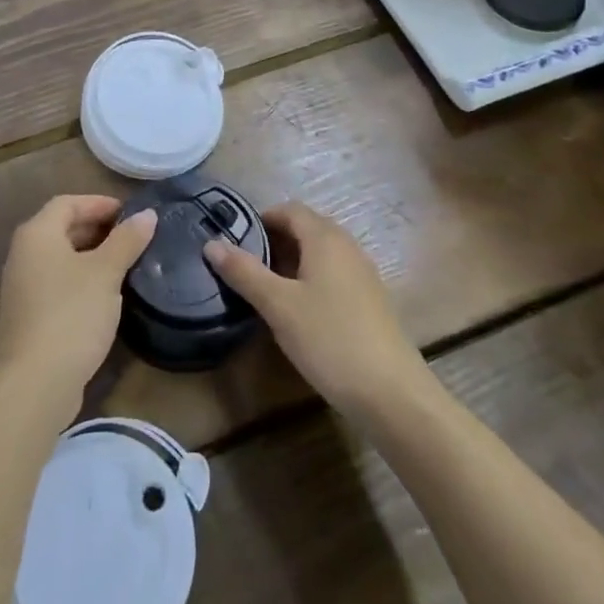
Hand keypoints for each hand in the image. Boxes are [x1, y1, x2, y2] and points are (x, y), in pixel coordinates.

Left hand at [0, 194, 155, 413]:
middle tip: (132, 238)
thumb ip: (126, 240)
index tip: (131, 214)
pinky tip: (105, 297)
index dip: (99, 203)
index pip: (67, 202)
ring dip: (91, 256)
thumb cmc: (71, 315)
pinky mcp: (27, 317)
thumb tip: (147, 215)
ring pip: (60, 259)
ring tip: (125, 265)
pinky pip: (57, 284)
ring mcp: (21, 288)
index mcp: (37, 234)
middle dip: (97, 229)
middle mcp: (23, 254)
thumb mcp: (106, 273)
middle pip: (62, 228)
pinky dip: (81, 280)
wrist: (34, 385)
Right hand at [206, 202, 432, 420]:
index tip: (236, 240)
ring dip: (292, 261)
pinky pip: (334, 274)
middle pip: (306, 228)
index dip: (261, 218)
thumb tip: (211, 243)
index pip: (290, 209)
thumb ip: (244, 272)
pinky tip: (299, 311)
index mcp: (325, 238)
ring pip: (320, 253)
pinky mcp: (370, 300)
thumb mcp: (278, 306)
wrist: (391, 393)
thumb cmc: (329, 339)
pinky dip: (311, 280)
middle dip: (275, 240)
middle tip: (246, 266)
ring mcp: (363, 274)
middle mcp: (347, 246)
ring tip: (267, 289)